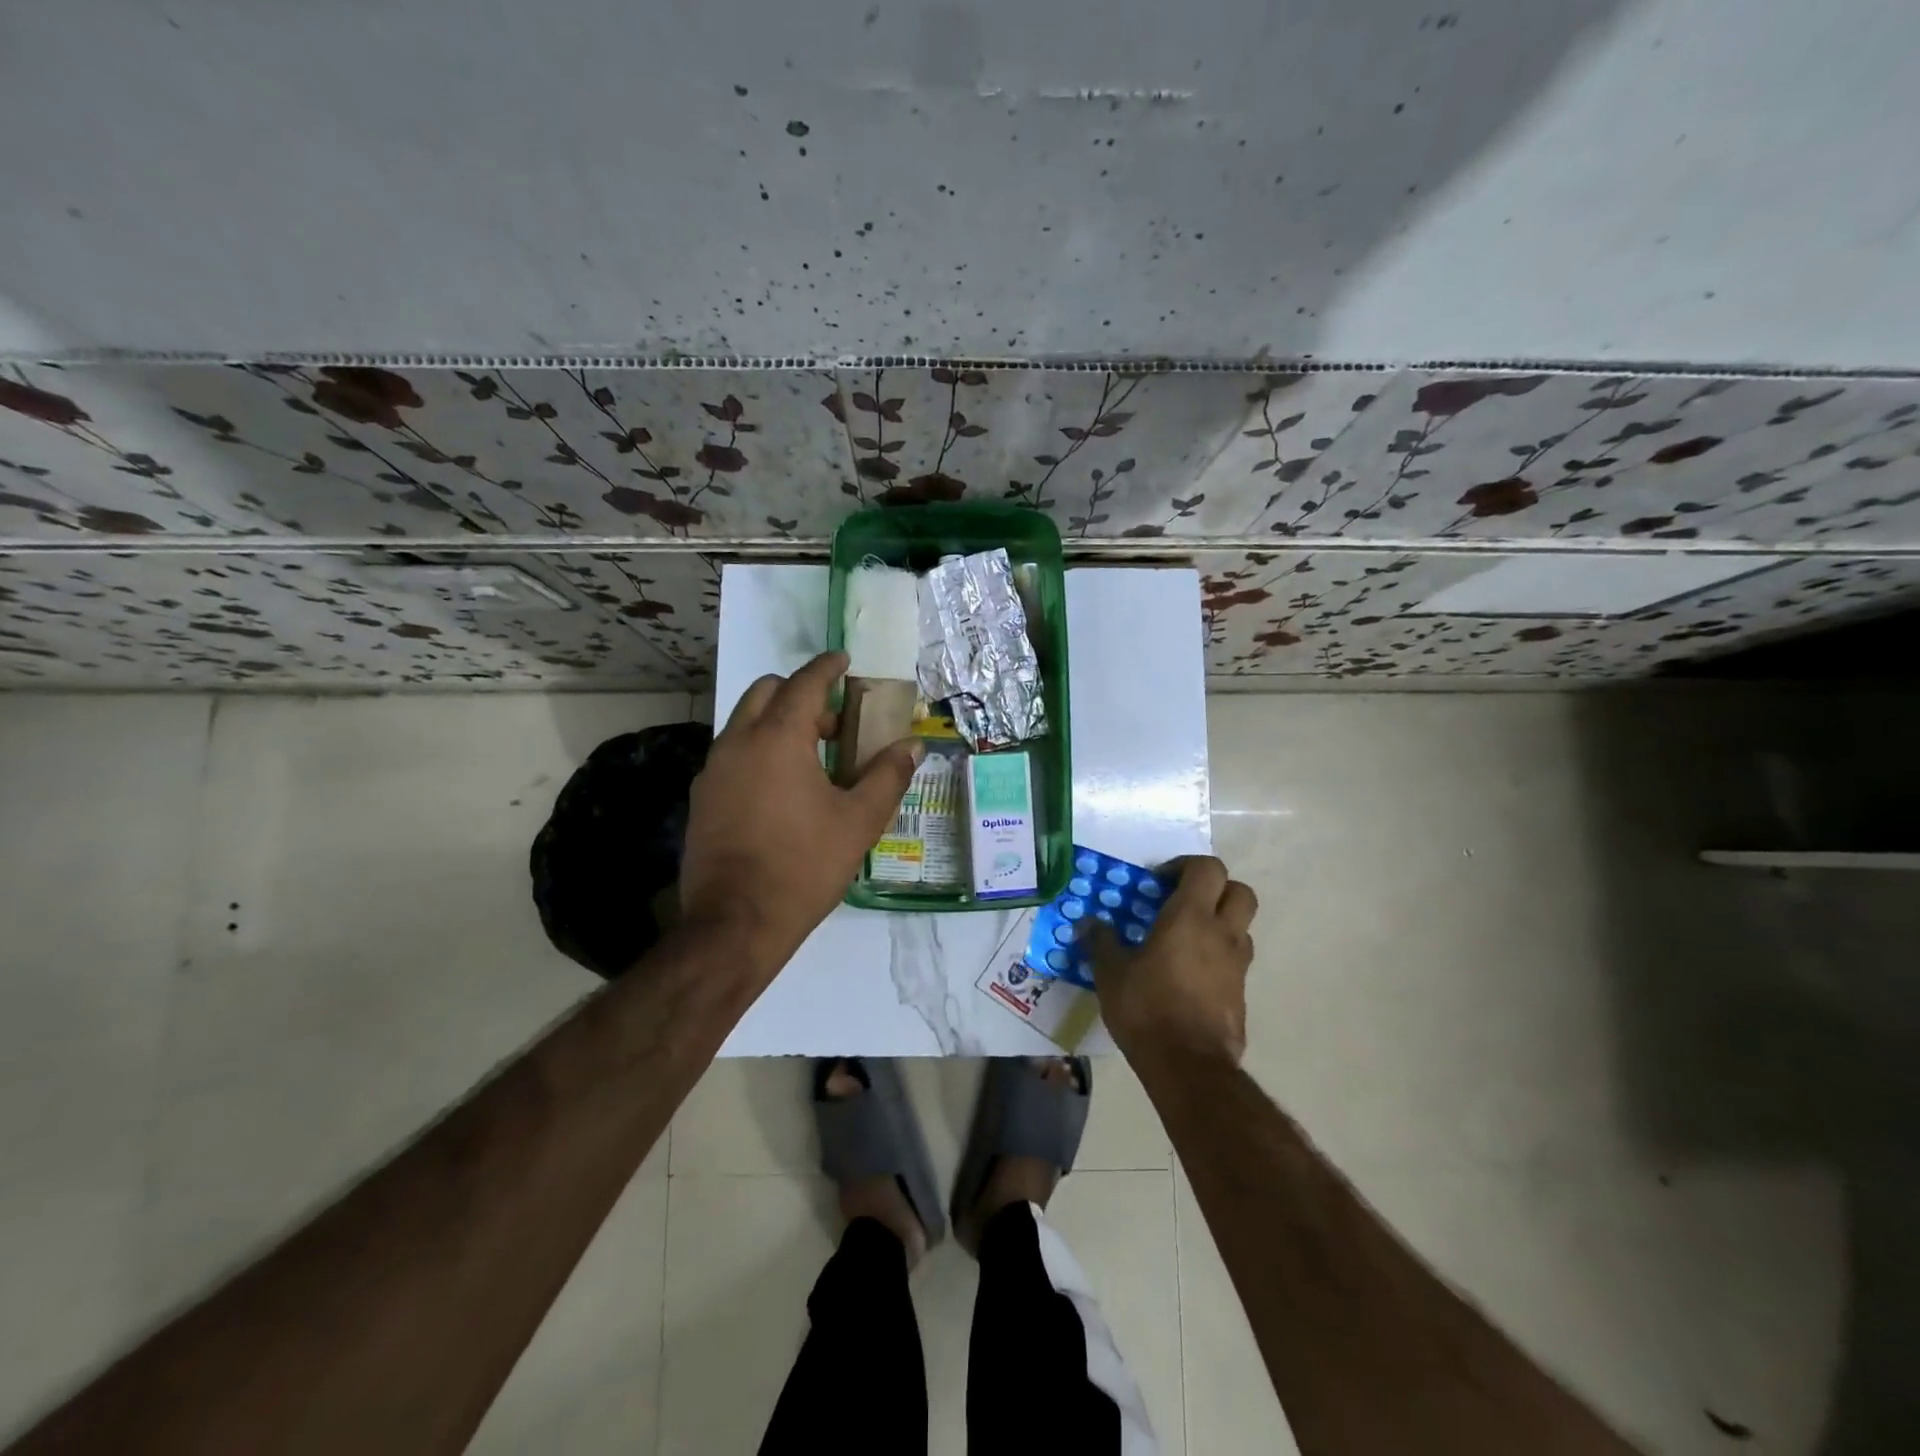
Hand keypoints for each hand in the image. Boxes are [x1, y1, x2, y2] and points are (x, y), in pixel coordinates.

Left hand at [680, 650, 921, 973]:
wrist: (735, 923)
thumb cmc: (804, 866)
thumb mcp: (858, 821)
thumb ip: (888, 776)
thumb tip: (912, 746)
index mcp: (777, 738)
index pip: (804, 683)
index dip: (827, 667)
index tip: (843, 659)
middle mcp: (738, 742)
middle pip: (766, 692)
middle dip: (800, 694)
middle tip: (834, 722)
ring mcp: (713, 770)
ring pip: (745, 723)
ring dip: (778, 722)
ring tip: (813, 758)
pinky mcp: (702, 797)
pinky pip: (733, 754)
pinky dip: (759, 750)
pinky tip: (782, 789)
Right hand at [1087, 856, 1256, 1066]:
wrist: (1189, 1067)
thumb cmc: (1147, 1009)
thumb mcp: (1111, 973)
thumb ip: (1101, 942)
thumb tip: (1088, 923)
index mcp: (1191, 917)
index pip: (1207, 868)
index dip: (1185, 866)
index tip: (1158, 883)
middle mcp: (1222, 934)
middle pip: (1239, 891)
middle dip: (1215, 889)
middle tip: (1183, 903)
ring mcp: (1238, 965)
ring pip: (1241, 927)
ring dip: (1219, 923)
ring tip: (1185, 940)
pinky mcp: (1242, 994)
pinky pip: (1235, 961)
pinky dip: (1218, 957)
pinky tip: (1189, 976)